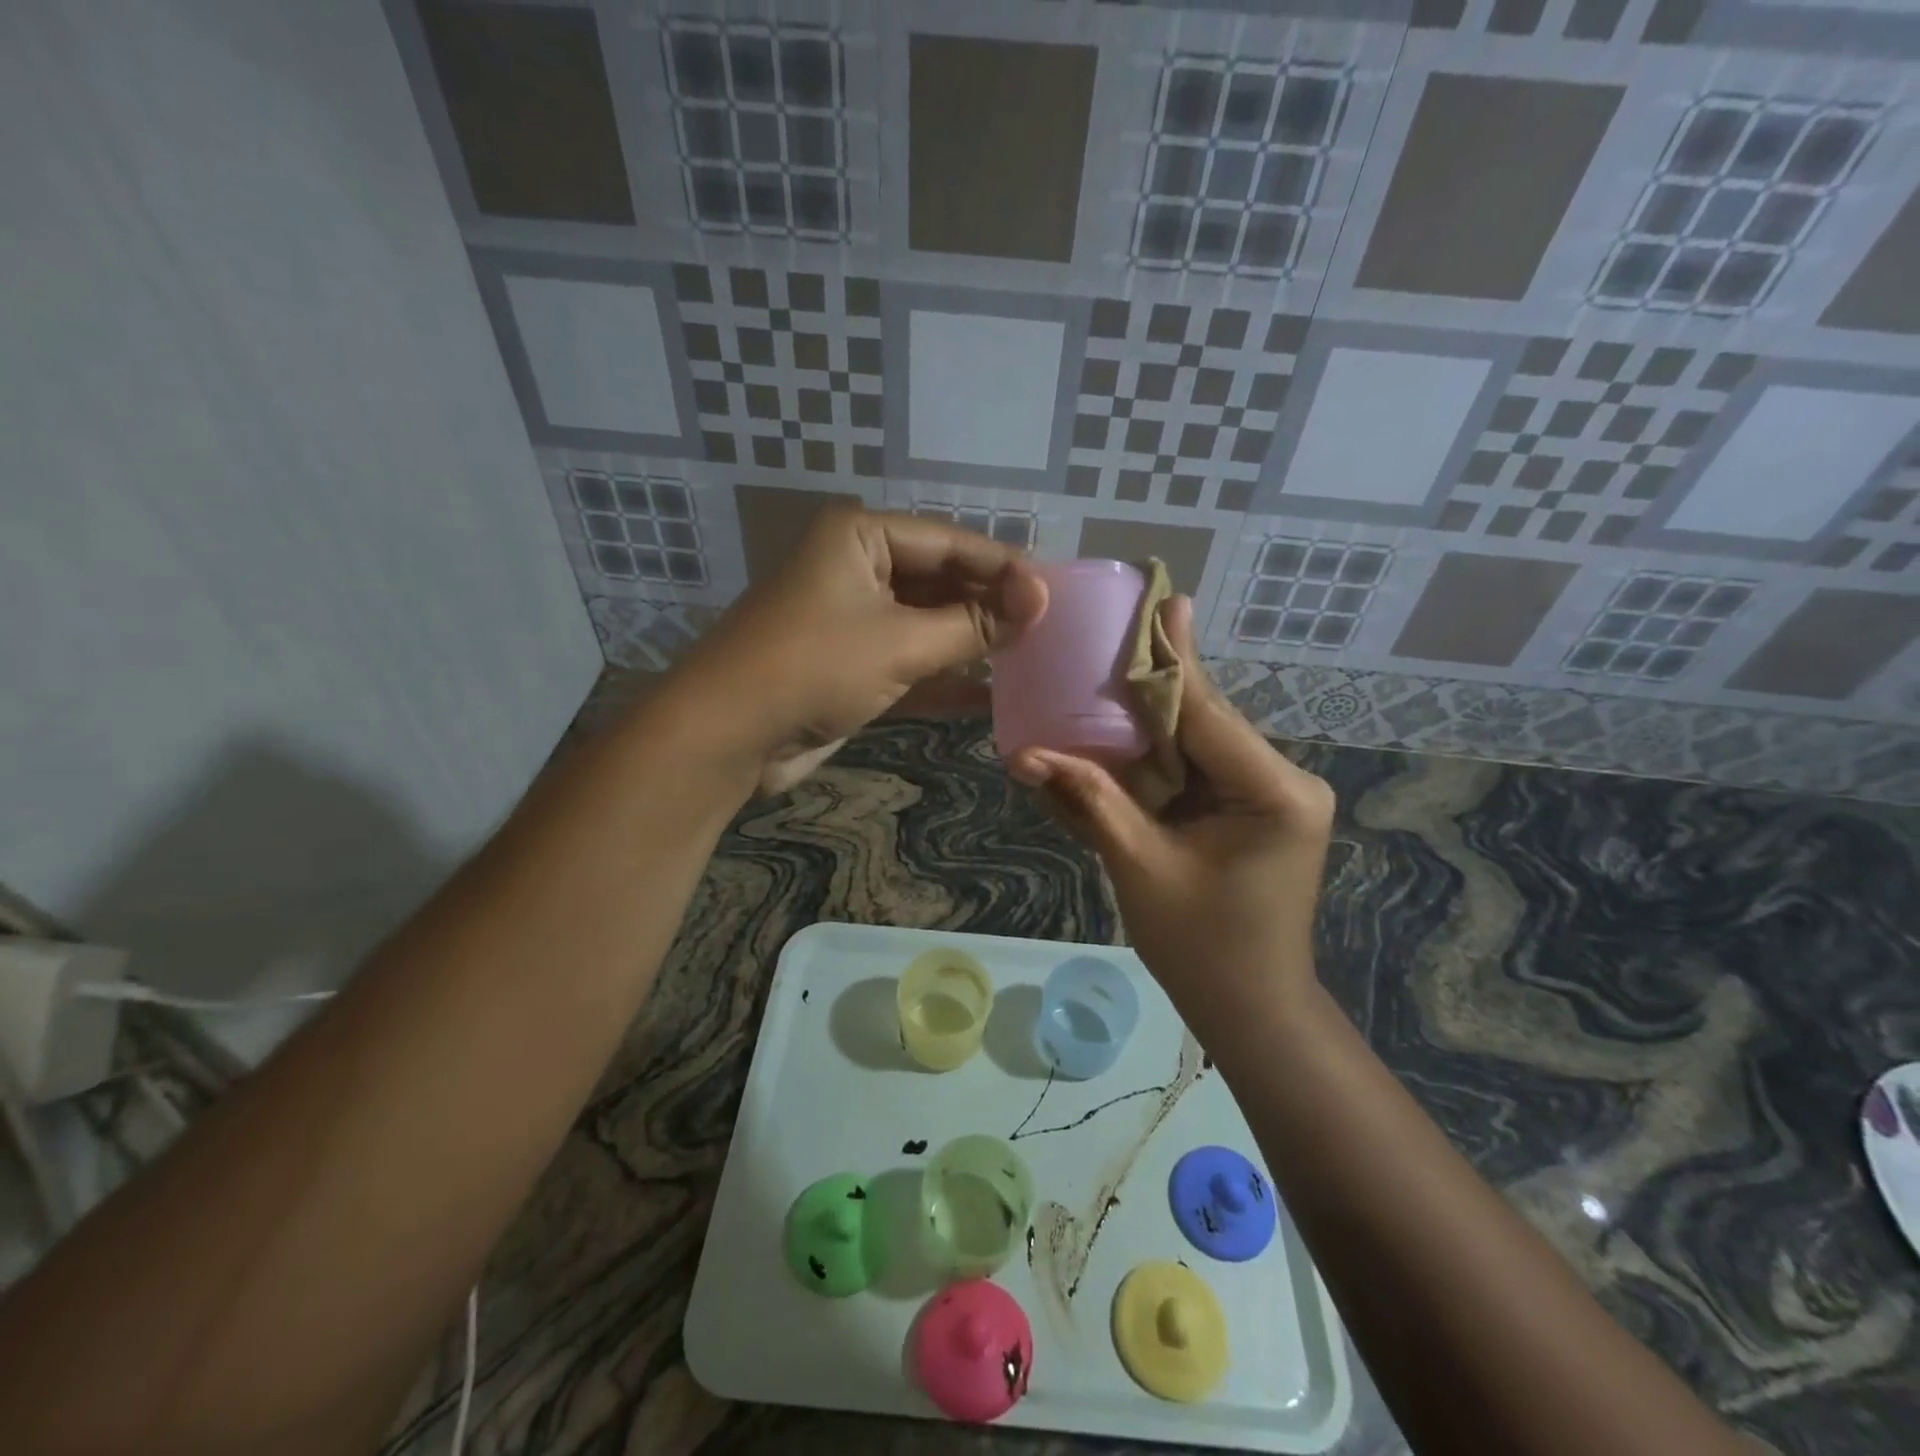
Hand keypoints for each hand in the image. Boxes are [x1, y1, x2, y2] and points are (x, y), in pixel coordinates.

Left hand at [671, 508, 1046, 789]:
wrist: (729, 735)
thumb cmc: (816, 667)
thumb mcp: (903, 642)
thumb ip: (974, 624)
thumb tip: (1040, 601)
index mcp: (861, 537)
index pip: (950, 542)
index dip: (1004, 568)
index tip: (1054, 595)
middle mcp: (857, 568)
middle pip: (940, 581)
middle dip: (989, 606)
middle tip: (1047, 629)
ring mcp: (853, 619)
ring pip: (927, 623)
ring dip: (971, 642)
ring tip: (1030, 656)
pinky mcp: (851, 665)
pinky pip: (909, 661)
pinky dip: (944, 677)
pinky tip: (990, 694)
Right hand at [1006, 596, 1333, 1025]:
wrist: (1250, 1009)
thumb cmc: (1202, 949)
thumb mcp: (1139, 867)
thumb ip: (1089, 800)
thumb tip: (1024, 754)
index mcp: (1274, 792)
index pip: (1207, 713)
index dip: (1170, 661)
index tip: (1159, 600)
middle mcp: (1283, 780)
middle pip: (1202, 720)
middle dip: (1150, 687)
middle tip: (1110, 635)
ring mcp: (1269, 793)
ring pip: (1195, 741)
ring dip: (1147, 721)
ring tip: (1105, 671)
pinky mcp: (1250, 807)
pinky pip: (1194, 769)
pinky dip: (1153, 758)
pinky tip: (1119, 728)